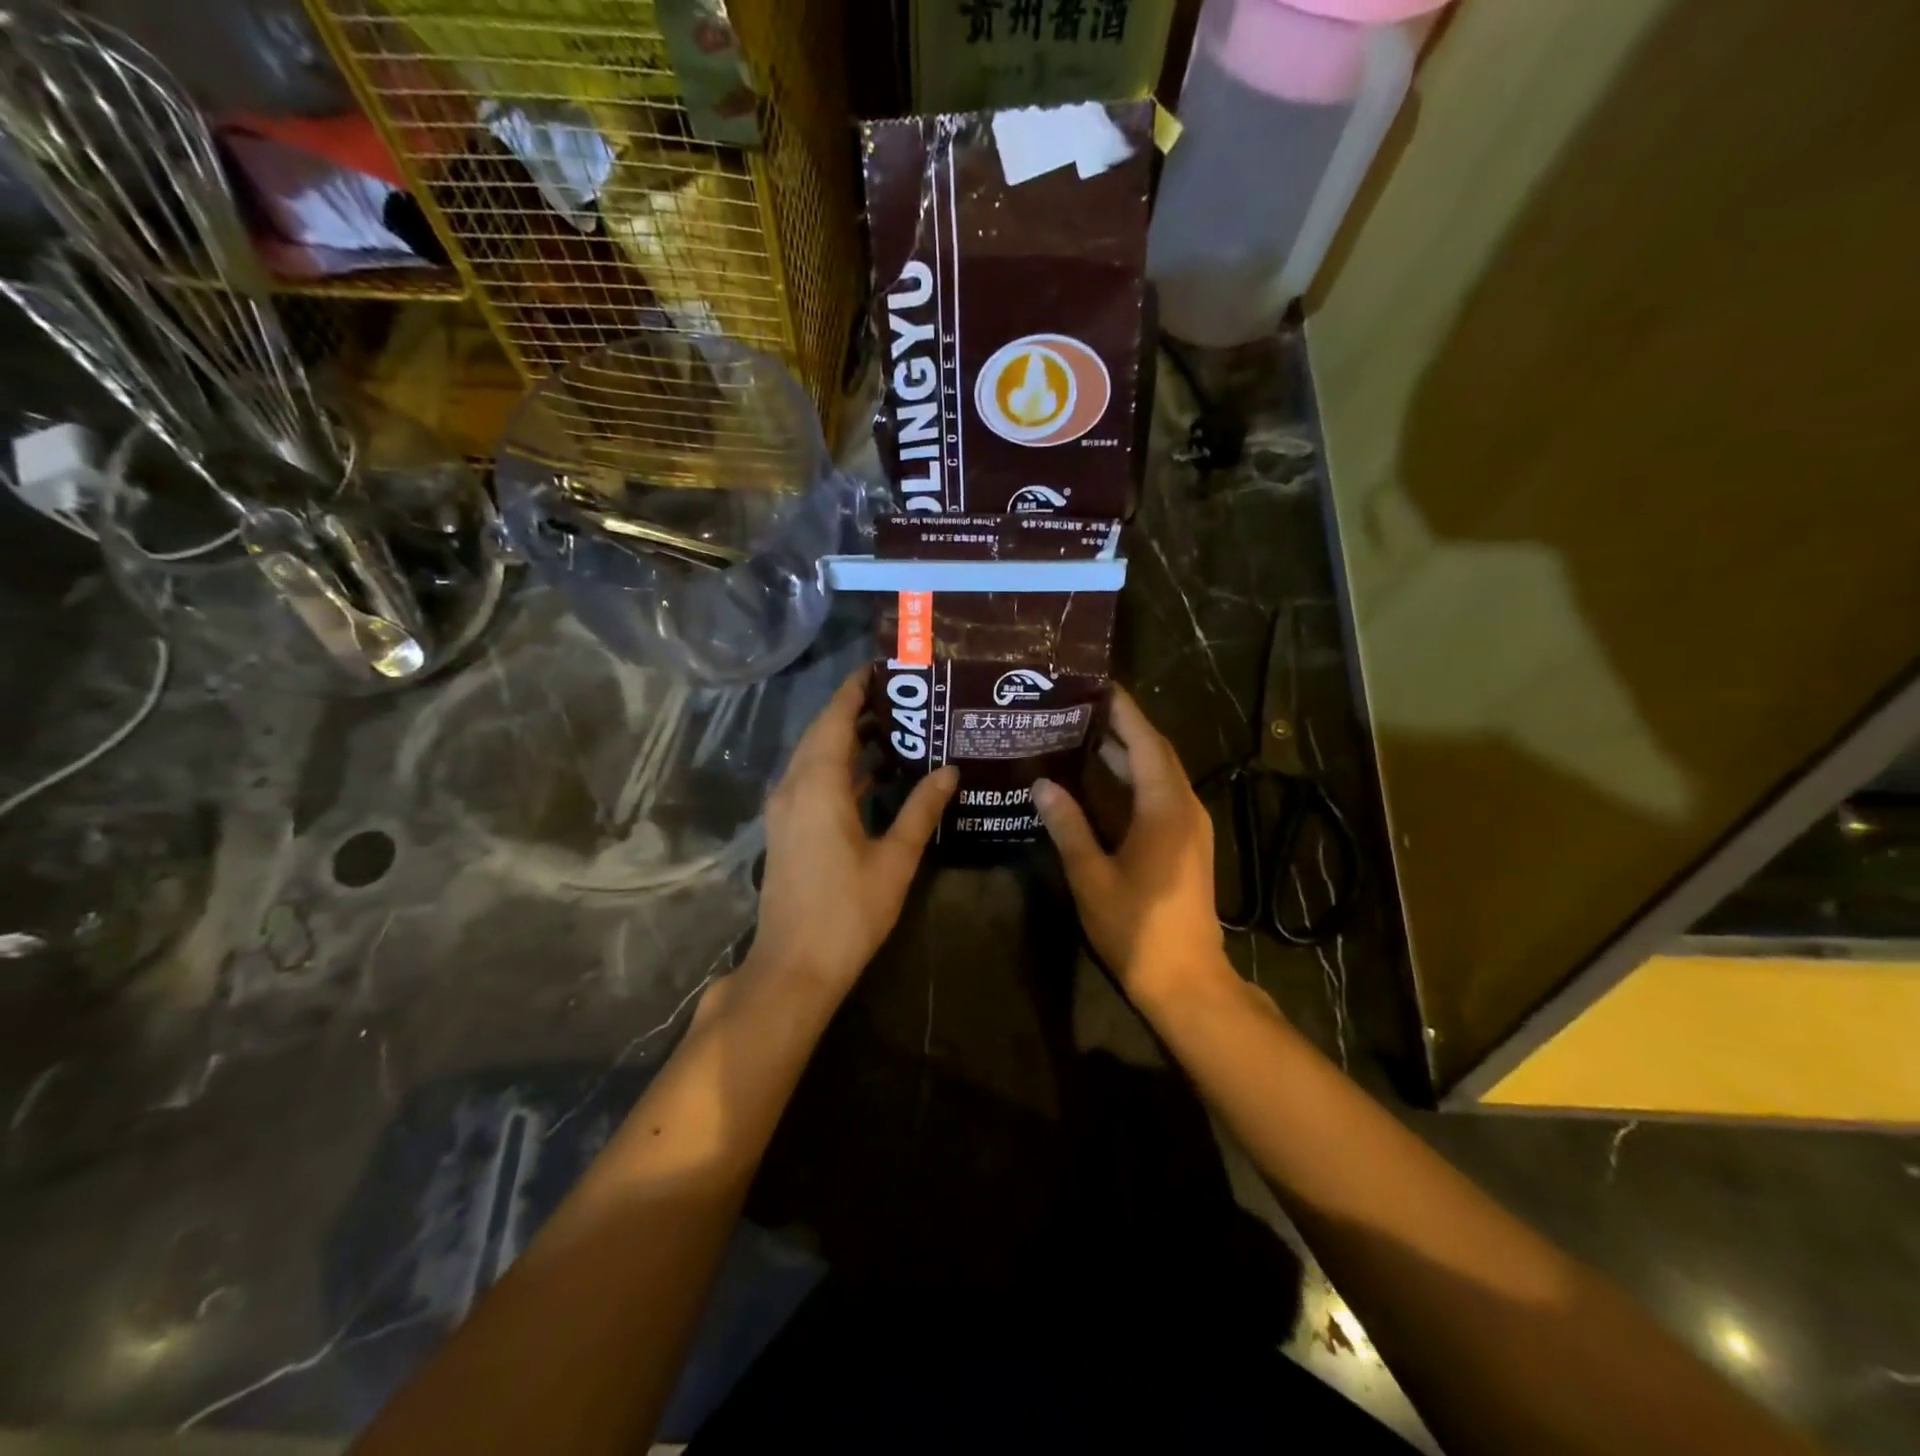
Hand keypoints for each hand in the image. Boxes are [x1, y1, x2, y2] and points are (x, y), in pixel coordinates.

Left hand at [751, 669, 957, 999]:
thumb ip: (921, 809)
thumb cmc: (848, 912)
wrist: (794, 967)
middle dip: (857, 710)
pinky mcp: (788, 829)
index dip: (855, 688)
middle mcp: (793, 787)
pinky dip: (842, 770)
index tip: (884, 667)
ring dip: (850, 741)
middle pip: (823, 733)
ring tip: (899, 728)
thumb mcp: (894, 858)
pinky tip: (876, 775)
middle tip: (904, 696)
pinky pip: (813, 782)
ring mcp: (786, 810)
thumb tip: (949, 770)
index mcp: (817, 785)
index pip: (834, 717)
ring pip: (817, 758)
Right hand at [1033, 687, 1229, 1006]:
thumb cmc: (1136, 927)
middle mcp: (1184, 807)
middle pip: (1154, 751)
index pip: (1146, 741)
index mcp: (1165, 808)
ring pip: (1158, 773)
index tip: (1094, 684)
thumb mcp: (1091, 876)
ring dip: (1126, 751)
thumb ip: (1067, 826)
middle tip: (1076, 706)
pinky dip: (1132, 778)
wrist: (1185, 979)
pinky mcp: (1185, 843)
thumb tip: (1041, 783)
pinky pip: (1159, 794)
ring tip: (1080, 732)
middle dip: (1120, 725)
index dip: (1123, 710)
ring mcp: (1189, 826)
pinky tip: (1100, 781)